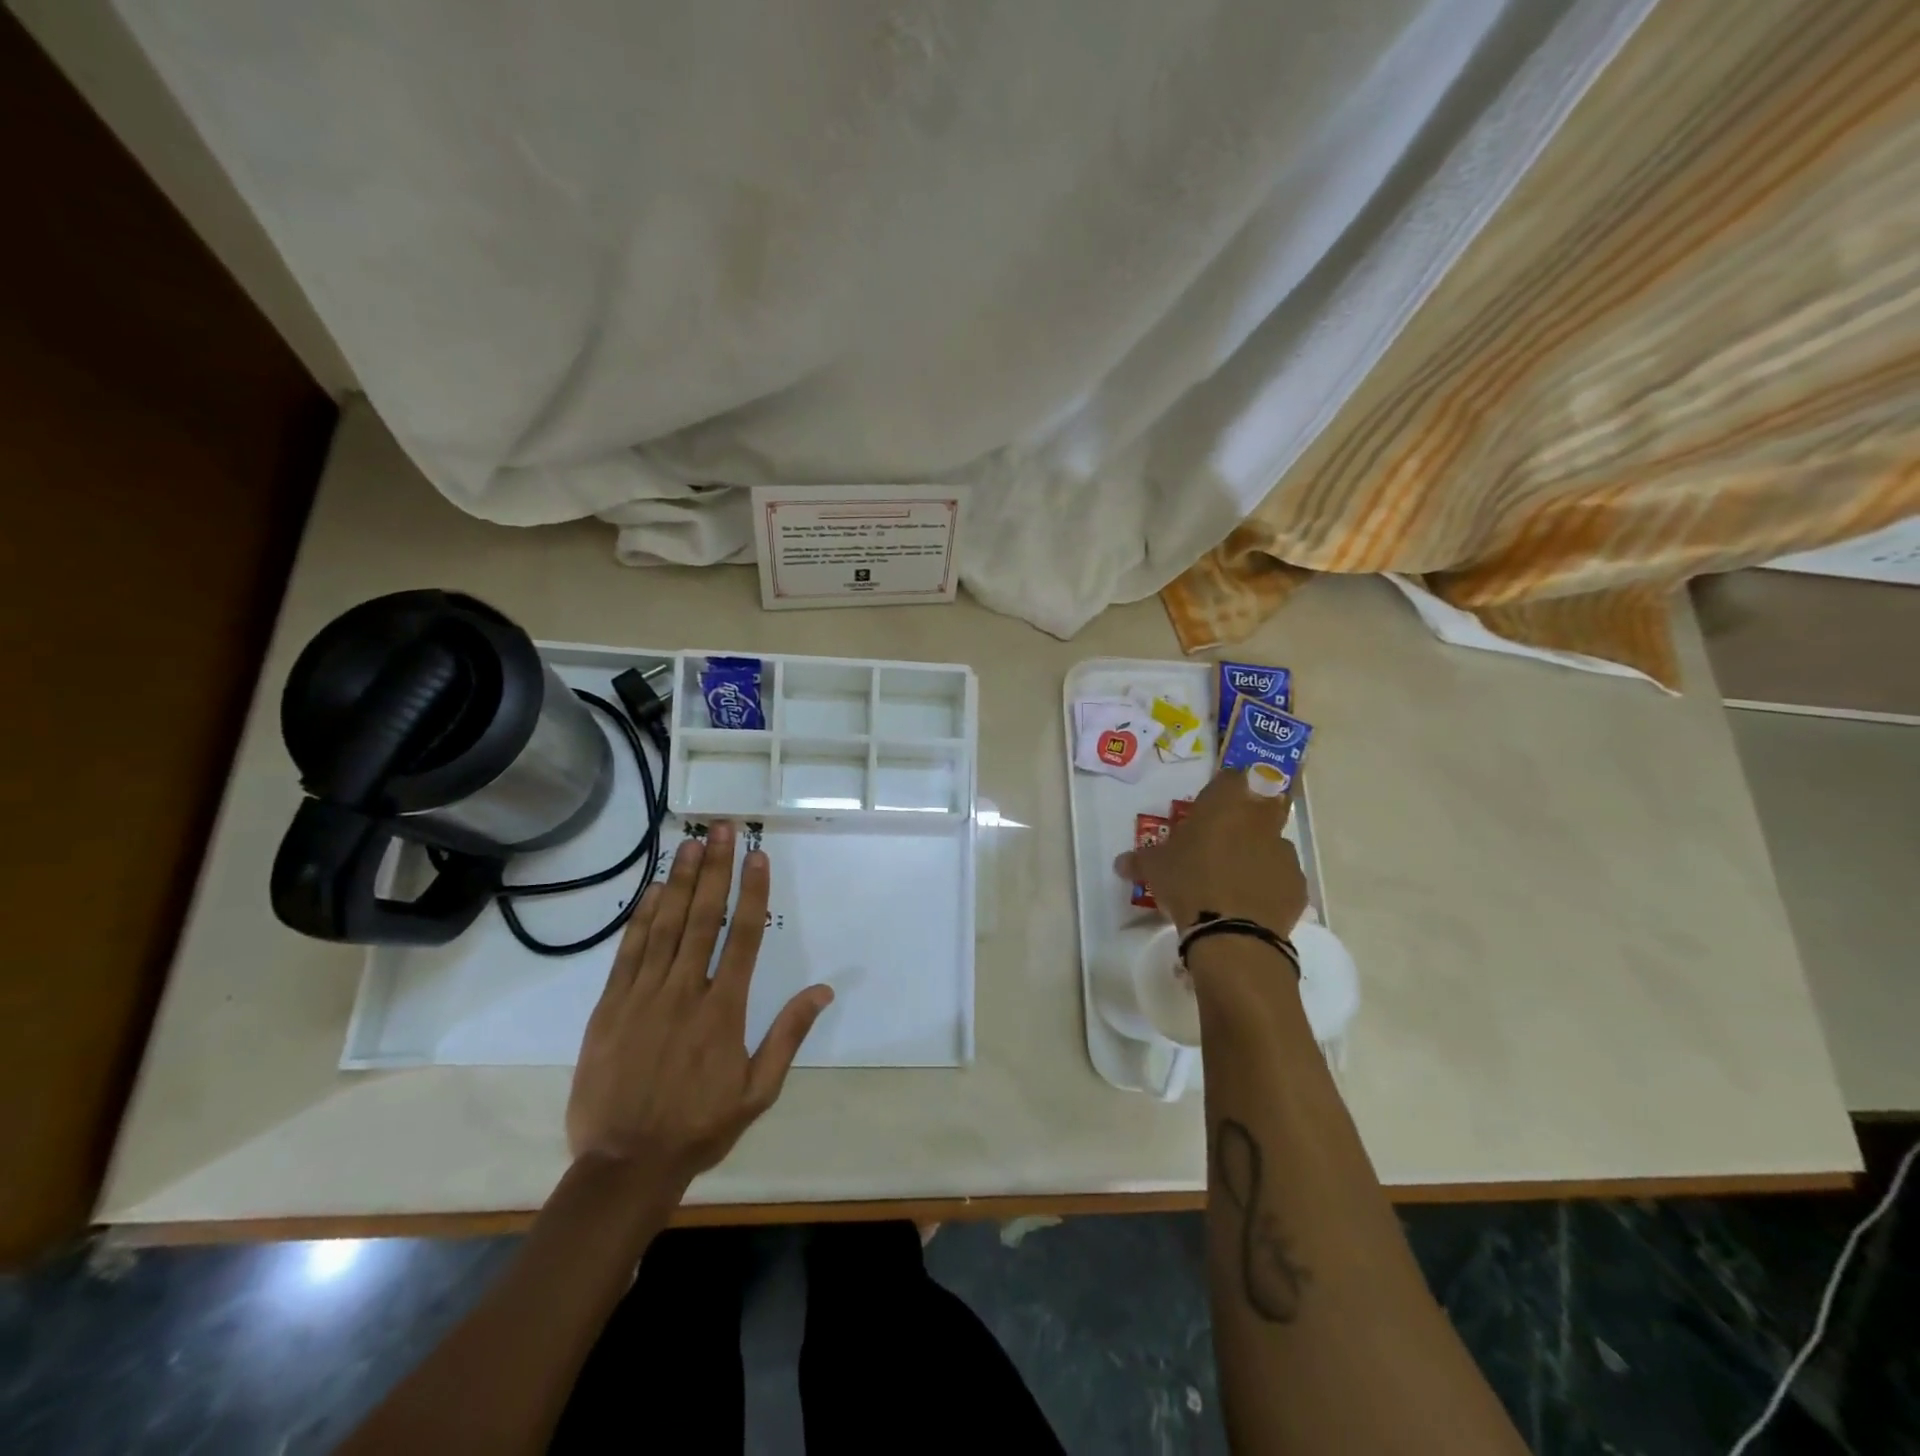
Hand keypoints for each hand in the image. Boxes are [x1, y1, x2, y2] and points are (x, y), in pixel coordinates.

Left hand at [566, 821, 832, 1188]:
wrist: (624, 1165)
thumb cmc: (699, 1127)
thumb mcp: (757, 1091)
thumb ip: (788, 1036)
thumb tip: (823, 990)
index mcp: (724, 1011)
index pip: (743, 937)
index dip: (751, 893)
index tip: (757, 856)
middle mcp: (684, 992)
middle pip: (703, 918)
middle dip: (715, 870)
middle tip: (723, 829)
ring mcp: (643, 996)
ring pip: (665, 926)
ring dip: (679, 881)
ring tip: (691, 843)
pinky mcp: (610, 1007)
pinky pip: (629, 952)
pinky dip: (641, 918)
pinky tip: (651, 890)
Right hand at [1115, 769, 1308, 936]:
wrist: (1233, 933)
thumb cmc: (1188, 884)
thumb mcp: (1154, 869)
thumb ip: (1139, 860)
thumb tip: (1121, 862)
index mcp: (1225, 805)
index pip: (1230, 777)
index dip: (1220, 790)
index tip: (1207, 808)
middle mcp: (1260, 820)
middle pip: (1264, 802)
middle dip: (1247, 816)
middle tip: (1225, 837)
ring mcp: (1284, 852)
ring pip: (1272, 843)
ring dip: (1257, 853)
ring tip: (1235, 878)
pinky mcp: (1297, 885)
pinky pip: (1282, 877)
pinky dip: (1269, 884)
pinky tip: (1250, 903)